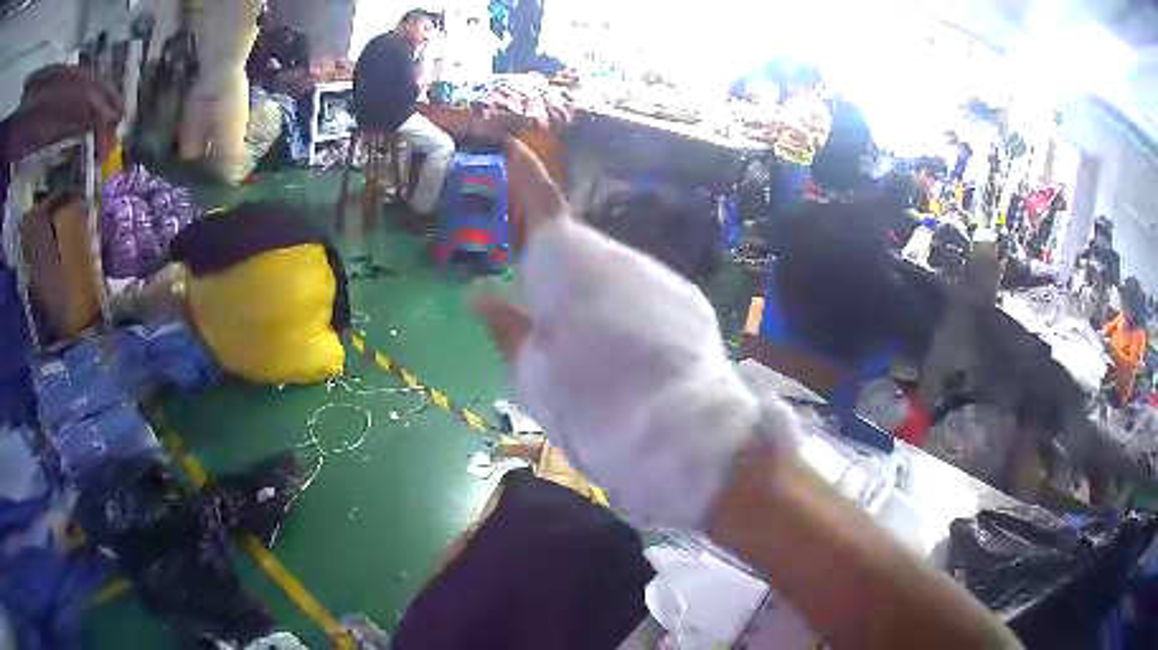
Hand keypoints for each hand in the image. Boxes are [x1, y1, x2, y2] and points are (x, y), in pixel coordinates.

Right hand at [474, 140, 797, 527]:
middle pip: (576, 253)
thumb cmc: (591, 406)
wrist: (682, 436)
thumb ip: (507, 330)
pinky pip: (642, 294)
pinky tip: (629, 356)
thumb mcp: (532, 376)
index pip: (540, 204)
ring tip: (588, 353)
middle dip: (555, 273)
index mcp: (567, 265)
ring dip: (592, 299)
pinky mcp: (687, 300)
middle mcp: (616, 256)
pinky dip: (626, 313)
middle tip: (540, 318)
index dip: (524, 176)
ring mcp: (657, 275)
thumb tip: (480, 299)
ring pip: (610, 276)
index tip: (513, 148)